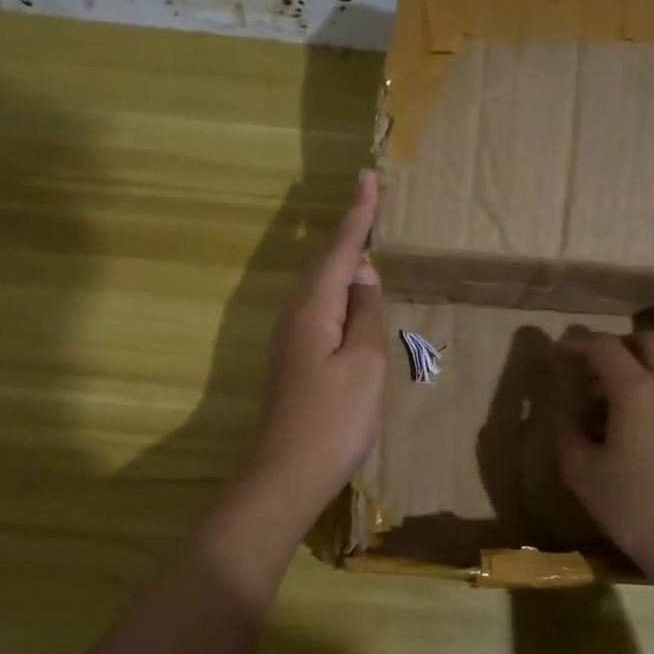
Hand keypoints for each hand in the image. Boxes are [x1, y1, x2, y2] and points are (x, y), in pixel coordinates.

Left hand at [237, 169, 385, 521]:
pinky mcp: (294, 360)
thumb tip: (362, 274)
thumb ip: (364, 315)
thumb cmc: (333, 420)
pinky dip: (337, 290)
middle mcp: (295, 315)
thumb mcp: (363, 364)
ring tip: (362, 236)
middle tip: (368, 199)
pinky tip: (347, 295)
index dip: (358, 215)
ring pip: (319, 285)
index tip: (367, 177)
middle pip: (324, 262)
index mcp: (313, 309)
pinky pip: (319, 308)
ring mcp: (290, 339)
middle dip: (347, 230)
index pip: (340, 250)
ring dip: (340, 258)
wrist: (285, 476)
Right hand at [555, 330, 653, 577]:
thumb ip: (569, 434)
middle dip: (614, 345)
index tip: (556, 352)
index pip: (604, 346)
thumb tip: (569, 417)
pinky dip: (646, 390)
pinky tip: (624, 428)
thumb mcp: (583, 474)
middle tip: (586, 368)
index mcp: (637, 390)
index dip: (576, 343)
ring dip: (632, 369)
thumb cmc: (636, 508)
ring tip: (599, 404)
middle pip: (645, 341)